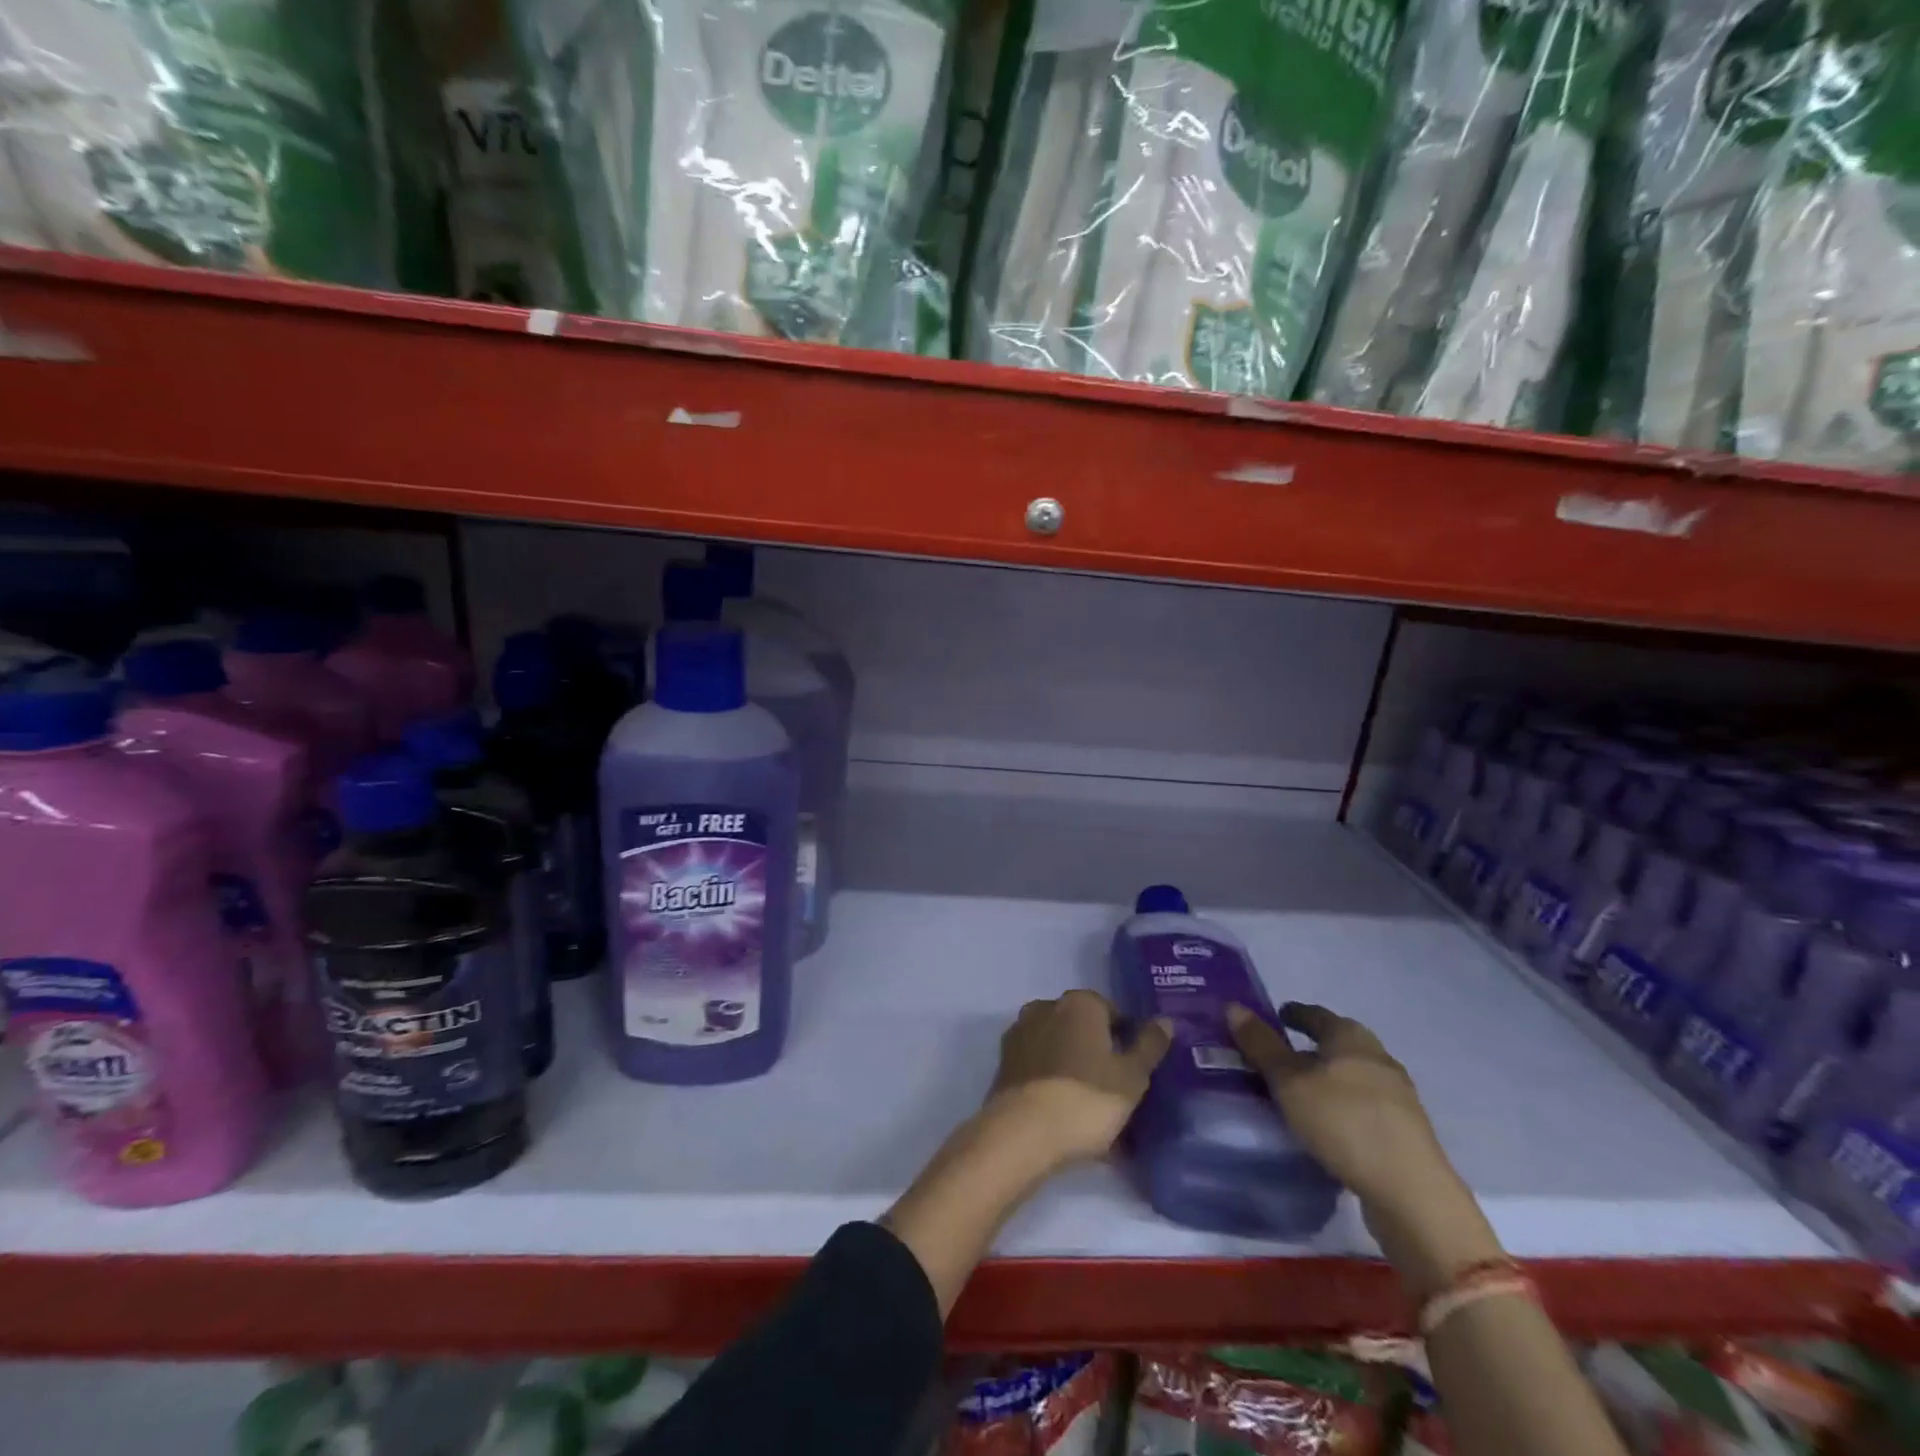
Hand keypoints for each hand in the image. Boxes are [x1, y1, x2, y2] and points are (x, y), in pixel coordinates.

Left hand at [982, 990, 1172, 1170]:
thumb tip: (1165, 1020)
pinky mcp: (1004, 1061)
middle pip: (1083, 1029)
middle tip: (1115, 1093)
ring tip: (1091, 1112)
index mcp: (1079, 1003)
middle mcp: (1046, 1006)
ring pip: (1059, 1048)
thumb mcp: (1132, 1077)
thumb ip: (1149, 1045)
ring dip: (1075, 1069)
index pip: (1112, 1013)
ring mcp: (1021, 1032)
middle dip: (1098, 1054)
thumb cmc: (1086, 1099)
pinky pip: (1040, 1067)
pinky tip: (1065, 1115)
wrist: (1023, 1133)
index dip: (1127, 1041)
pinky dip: (1053, 1082)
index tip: (1135, 1072)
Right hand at [1227, 1002, 1455, 1218]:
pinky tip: (1324, 1126)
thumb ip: (1261, 1045)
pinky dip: (1339, 1107)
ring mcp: (1396, 1097)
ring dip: (1324, 1081)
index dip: (1293, 1013)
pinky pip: (1360, 1107)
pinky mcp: (1403, 1133)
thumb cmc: (1344, 1122)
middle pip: (1336, 1045)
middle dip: (1308, 1049)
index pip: (1316, 1014)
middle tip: (1276, 1058)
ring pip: (1350, 1077)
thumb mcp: (1289, 1081)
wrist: (1412, 1194)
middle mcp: (1378, 1058)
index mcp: (1352, 1037)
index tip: (1274, 1016)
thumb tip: (1233, 1006)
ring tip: (1295, 1095)